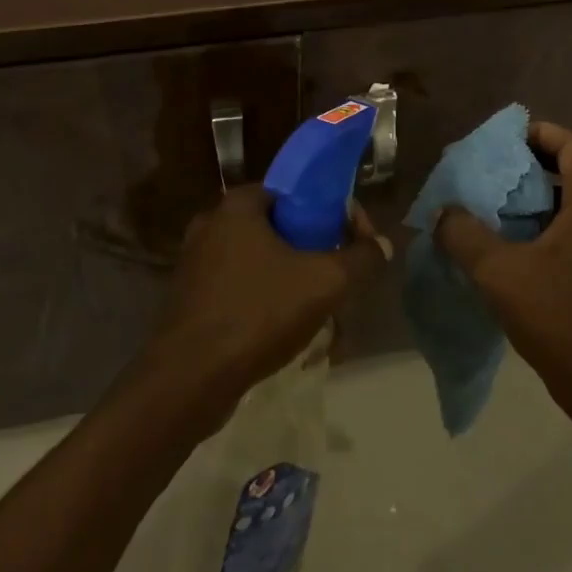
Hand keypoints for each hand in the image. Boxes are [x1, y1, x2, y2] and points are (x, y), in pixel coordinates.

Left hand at [140, 184, 390, 432]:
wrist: (189, 380)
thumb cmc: (257, 314)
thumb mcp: (325, 283)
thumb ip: (361, 259)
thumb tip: (382, 244)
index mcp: (237, 207)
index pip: (295, 191)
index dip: (331, 211)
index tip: (355, 240)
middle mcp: (212, 227)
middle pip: (281, 230)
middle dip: (317, 255)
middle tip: (342, 281)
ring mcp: (197, 265)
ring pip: (264, 265)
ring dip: (296, 285)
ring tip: (324, 315)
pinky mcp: (192, 301)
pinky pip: (243, 291)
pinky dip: (269, 305)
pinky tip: (291, 335)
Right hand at [434, 121, 571, 418]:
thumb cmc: (559, 320)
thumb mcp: (498, 274)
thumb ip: (464, 235)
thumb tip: (442, 212)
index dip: (539, 134)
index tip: (502, 142)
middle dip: (537, 161)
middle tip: (496, 170)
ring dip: (546, 192)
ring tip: (503, 203)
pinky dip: (556, 219)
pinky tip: (523, 242)